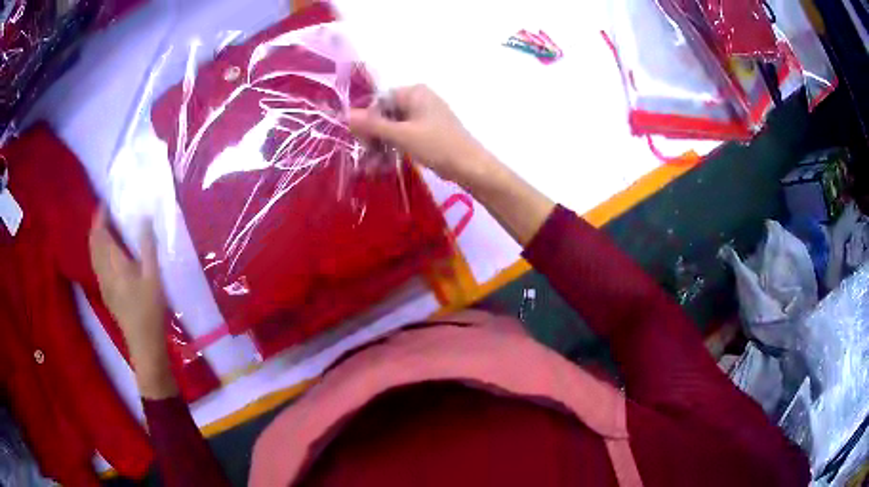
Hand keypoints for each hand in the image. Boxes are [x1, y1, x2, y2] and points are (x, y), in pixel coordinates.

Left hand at [89, 209, 176, 397]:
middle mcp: (103, 271)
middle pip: (93, 243)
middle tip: (107, 213)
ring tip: (106, 229)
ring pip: (93, 255)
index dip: (100, 216)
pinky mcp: (106, 293)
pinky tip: (108, 254)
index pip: (100, 233)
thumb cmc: (150, 309)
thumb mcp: (153, 276)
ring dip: (96, 239)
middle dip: (97, 226)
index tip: (106, 203)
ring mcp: (103, 283)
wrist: (144, 343)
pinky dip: (98, 252)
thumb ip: (148, 246)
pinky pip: (96, 265)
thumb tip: (144, 217)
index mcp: (113, 264)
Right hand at [348, 85, 492, 185]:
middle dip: (373, 136)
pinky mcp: (428, 131)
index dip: (366, 120)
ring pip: (393, 127)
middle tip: (367, 157)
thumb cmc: (438, 146)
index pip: (379, 101)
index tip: (359, 141)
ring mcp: (424, 115)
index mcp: (414, 92)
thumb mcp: (402, 135)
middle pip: (384, 113)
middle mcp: (419, 99)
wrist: (471, 167)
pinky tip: (384, 164)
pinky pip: (404, 135)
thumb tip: (345, 114)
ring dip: (381, 145)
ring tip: (373, 167)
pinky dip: (394, 148)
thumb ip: (373, 124)